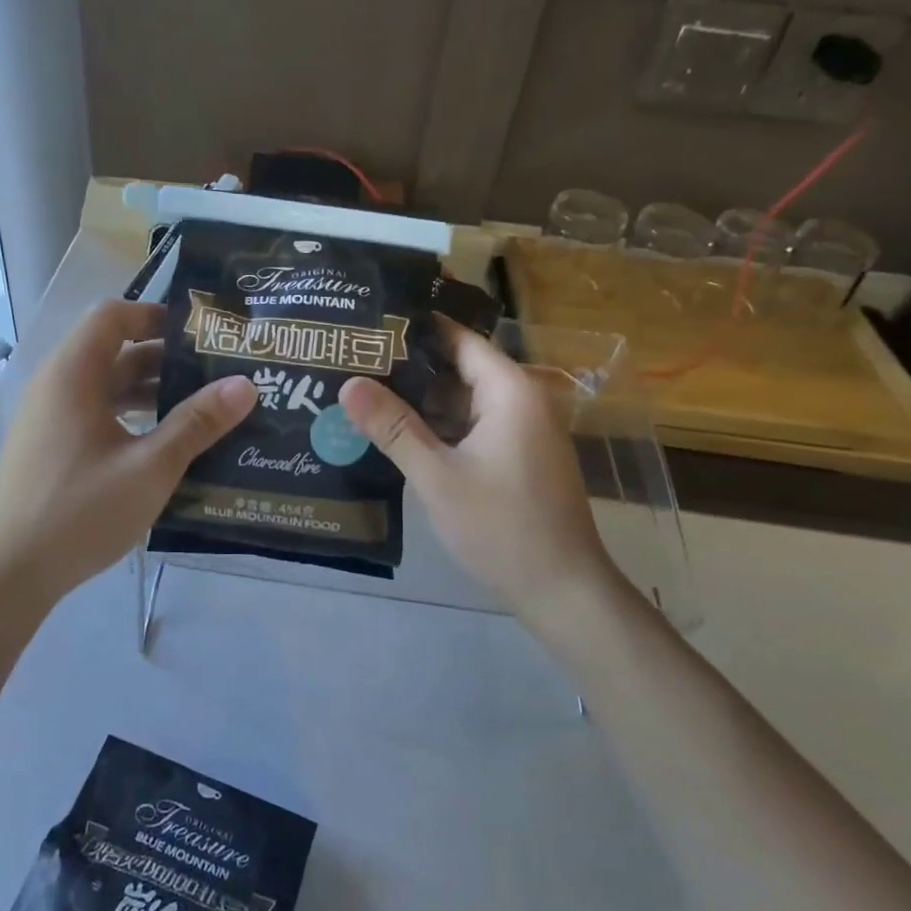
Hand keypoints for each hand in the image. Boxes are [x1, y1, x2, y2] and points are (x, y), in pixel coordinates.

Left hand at [0, 300, 256, 600]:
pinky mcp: (49, 446)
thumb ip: (197, 423)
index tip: (201, 336)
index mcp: (72, 375)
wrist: (9, 574)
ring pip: (105, 385)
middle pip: (113, 350)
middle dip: (165, 358)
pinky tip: (163, 443)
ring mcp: (48, 418)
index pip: (113, 315)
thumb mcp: (150, 467)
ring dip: (150, 391)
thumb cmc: (80, 512)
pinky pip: (94, 412)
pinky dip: (129, 415)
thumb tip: (245, 384)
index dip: (156, 316)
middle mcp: (55, 386)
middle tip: (215, 373)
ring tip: (200, 408)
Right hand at [338, 320, 621, 639]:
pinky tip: (398, 433)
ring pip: (464, 401)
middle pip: (460, 369)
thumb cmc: (501, 526)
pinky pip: (473, 427)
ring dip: (422, 401)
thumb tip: (347, 383)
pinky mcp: (517, 458)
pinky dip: (440, 427)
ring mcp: (522, 432)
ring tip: (365, 391)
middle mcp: (521, 402)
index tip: (372, 320)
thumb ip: (392, 427)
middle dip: (411, 367)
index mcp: (510, 392)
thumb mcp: (437, 475)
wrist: (562, 590)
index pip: (460, 339)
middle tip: (356, 359)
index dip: (417, 328)